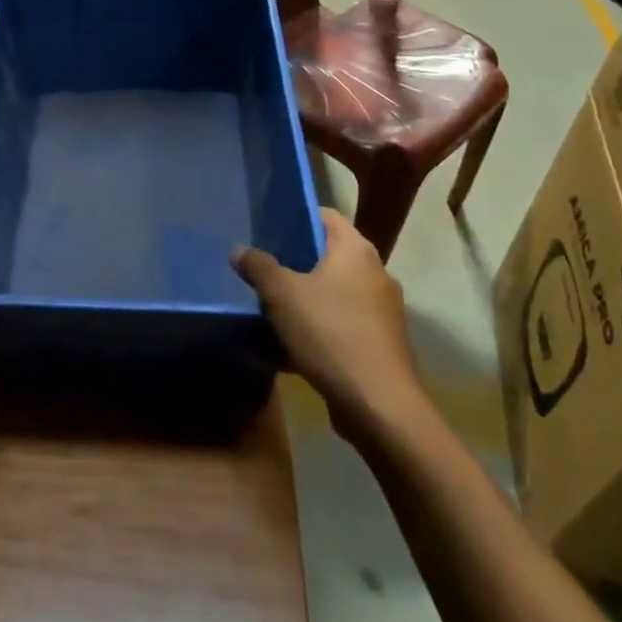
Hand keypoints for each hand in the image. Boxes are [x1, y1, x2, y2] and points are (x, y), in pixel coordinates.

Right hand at [233, 209, 423, 440]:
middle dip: (295, 263)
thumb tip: (240, 250)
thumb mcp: (282, 295)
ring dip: (305, 300)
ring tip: (270, 308)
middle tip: (262, 269)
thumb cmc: (330, 333)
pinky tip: (288, 347)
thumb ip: (259, 267)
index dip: (296, 217)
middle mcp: (375, 273)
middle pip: (328, 256)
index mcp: (356, 250)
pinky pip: (341, 325)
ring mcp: (381, 311)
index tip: (267, 228)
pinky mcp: (379, 344)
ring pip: (333, 293)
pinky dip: (317, 329)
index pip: (325, 216)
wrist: (379, 406)